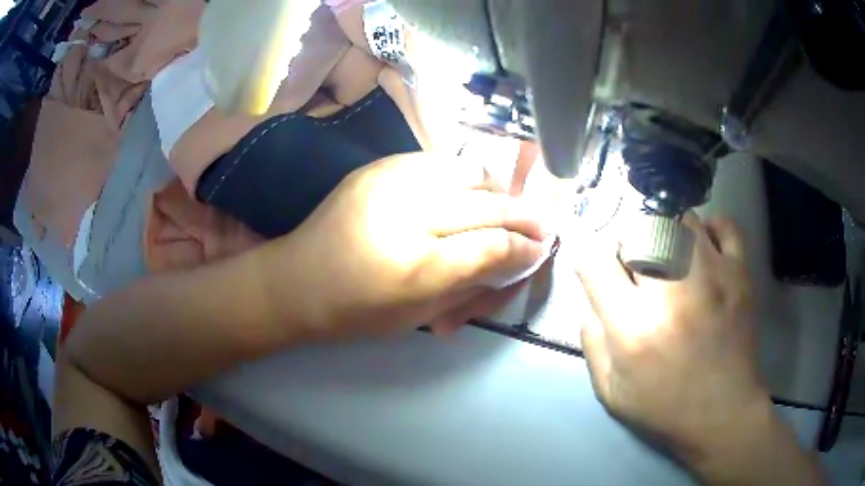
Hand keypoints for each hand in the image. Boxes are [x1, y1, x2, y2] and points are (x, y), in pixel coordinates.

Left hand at [269, 152, 549, 340]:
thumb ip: (473, 284)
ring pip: (469, 170)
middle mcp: (406, 212)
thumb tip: (518, 257)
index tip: (543, 247)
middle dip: (523, 214)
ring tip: (504, 205)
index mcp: (416, 267)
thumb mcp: (419, 314)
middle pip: (487, 204)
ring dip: (496, 189)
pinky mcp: (378, 165)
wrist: (296, 280)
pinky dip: (463, 177)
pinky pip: (439, 161)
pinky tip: (465, 194)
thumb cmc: (355, 311)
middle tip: (541, 224)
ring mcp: (389, 179)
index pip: (493, 246)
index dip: (525, 247)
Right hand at [576, 214, 767, 461]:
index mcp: (634, 328)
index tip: (586, 250)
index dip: (583, 248)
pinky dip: (709, 228)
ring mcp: (712, 276)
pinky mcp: (740, 274)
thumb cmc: (664, 407)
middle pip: (637, 229)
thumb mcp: (610, 389)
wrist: (723, 414)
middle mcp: (672, 293)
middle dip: (627, 242)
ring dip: (664, 231)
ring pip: (678, 218)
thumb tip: (593, 293)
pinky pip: (723, 226)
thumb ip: (592, 338)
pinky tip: (702, 248)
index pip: (594, 262)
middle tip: (634, 266)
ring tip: (668, 256)